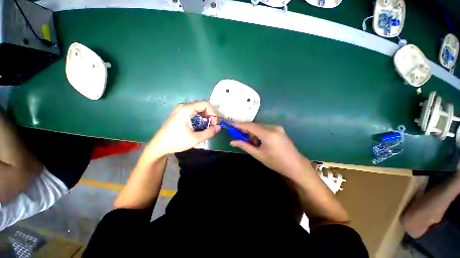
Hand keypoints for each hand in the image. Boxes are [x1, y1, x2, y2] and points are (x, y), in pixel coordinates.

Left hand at [147, 101, 220, 157]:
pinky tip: (198, 128)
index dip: (213, 113)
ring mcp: (181, 110)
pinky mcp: (179, 114)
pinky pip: (193, 113)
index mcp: (186, 109)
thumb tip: (219, 127)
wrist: (159, 146)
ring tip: (205, 129)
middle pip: (203, 107)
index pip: (206, 104)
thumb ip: (209, 132)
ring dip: (205, 118)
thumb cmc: (176, 142)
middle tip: (210, 128)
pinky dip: (199, 119)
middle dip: (209, 117)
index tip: (213, 124)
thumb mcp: (195, 139)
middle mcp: (184, 106)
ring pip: (198, 110)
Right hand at [230, 123, 307, 180]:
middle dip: (246, 130)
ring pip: (260, 127)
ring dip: (253, 133)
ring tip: (251, 143)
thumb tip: (232, 142)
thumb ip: (244, 146)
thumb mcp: (258, 154)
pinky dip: (259, 133)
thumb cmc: (275, 162)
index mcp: (268, 134)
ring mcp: (277, 127)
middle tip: (239, 136)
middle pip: (255, 125)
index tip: (231, 126)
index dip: (239, 125)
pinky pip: (265, 128)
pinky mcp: (279, 129)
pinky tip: (259, 141)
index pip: (250, 126)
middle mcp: (273, 127)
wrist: (295, 165)